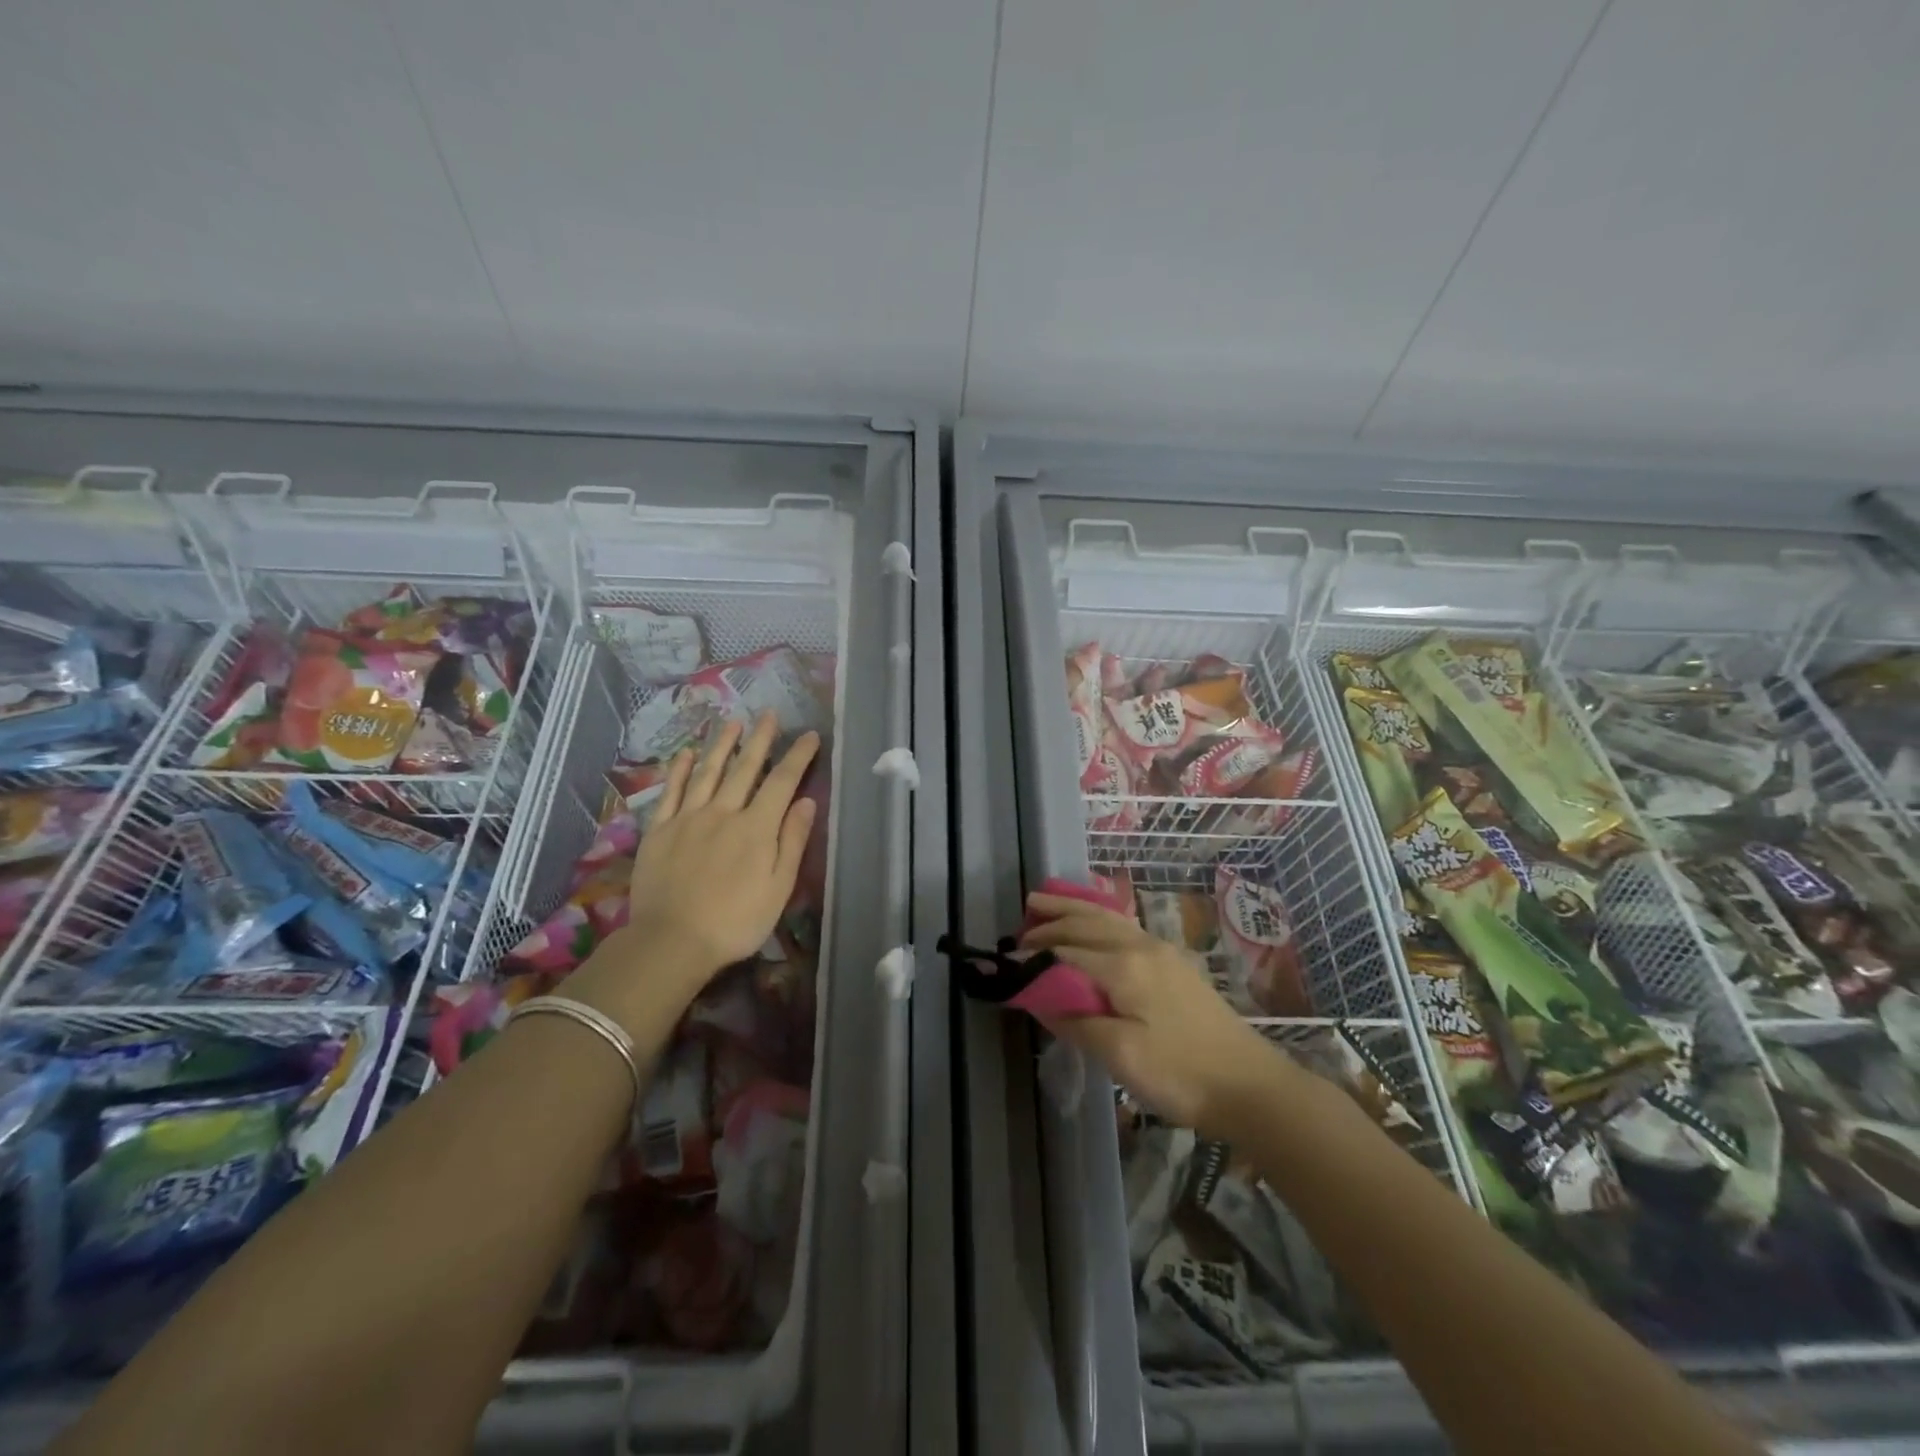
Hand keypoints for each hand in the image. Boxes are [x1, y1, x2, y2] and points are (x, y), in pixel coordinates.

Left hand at [576, 713, 819, 1021]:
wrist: (672, 942)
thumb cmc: (735, 921)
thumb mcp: (778, 888)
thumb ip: (792, 841)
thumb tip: (807, 802)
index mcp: (756, 828)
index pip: (782, 782)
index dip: (798, 756)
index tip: (809, 735)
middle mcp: (723, 812)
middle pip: (745, 768)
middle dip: (760, 739)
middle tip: (769, 714)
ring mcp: (688, 818)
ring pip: (708, 772)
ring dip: (722, 745)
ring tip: (732, 722)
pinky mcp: (660, 830)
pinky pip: (671, 792)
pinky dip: (679, 770)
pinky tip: (685, 754)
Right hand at [1021, 892, 1295, 1139]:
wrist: (1250, 1085)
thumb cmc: (1181, 1074)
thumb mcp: (1120, 1056)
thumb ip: (1076, 1021)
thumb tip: (1038, 998)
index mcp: (1124, 966)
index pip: (1066, 951)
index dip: (1035, 955)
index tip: (1007, 961)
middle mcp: (1140, 946)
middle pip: (1086, 923)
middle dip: (1051, 919)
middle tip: (1020, 922)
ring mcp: (1161, 951)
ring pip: (1107, 919)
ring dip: (1073, 909)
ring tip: (1045, 902)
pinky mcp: (1173, 963)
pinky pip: (1124, 926)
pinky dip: (1098, 917)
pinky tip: (1095, 921)